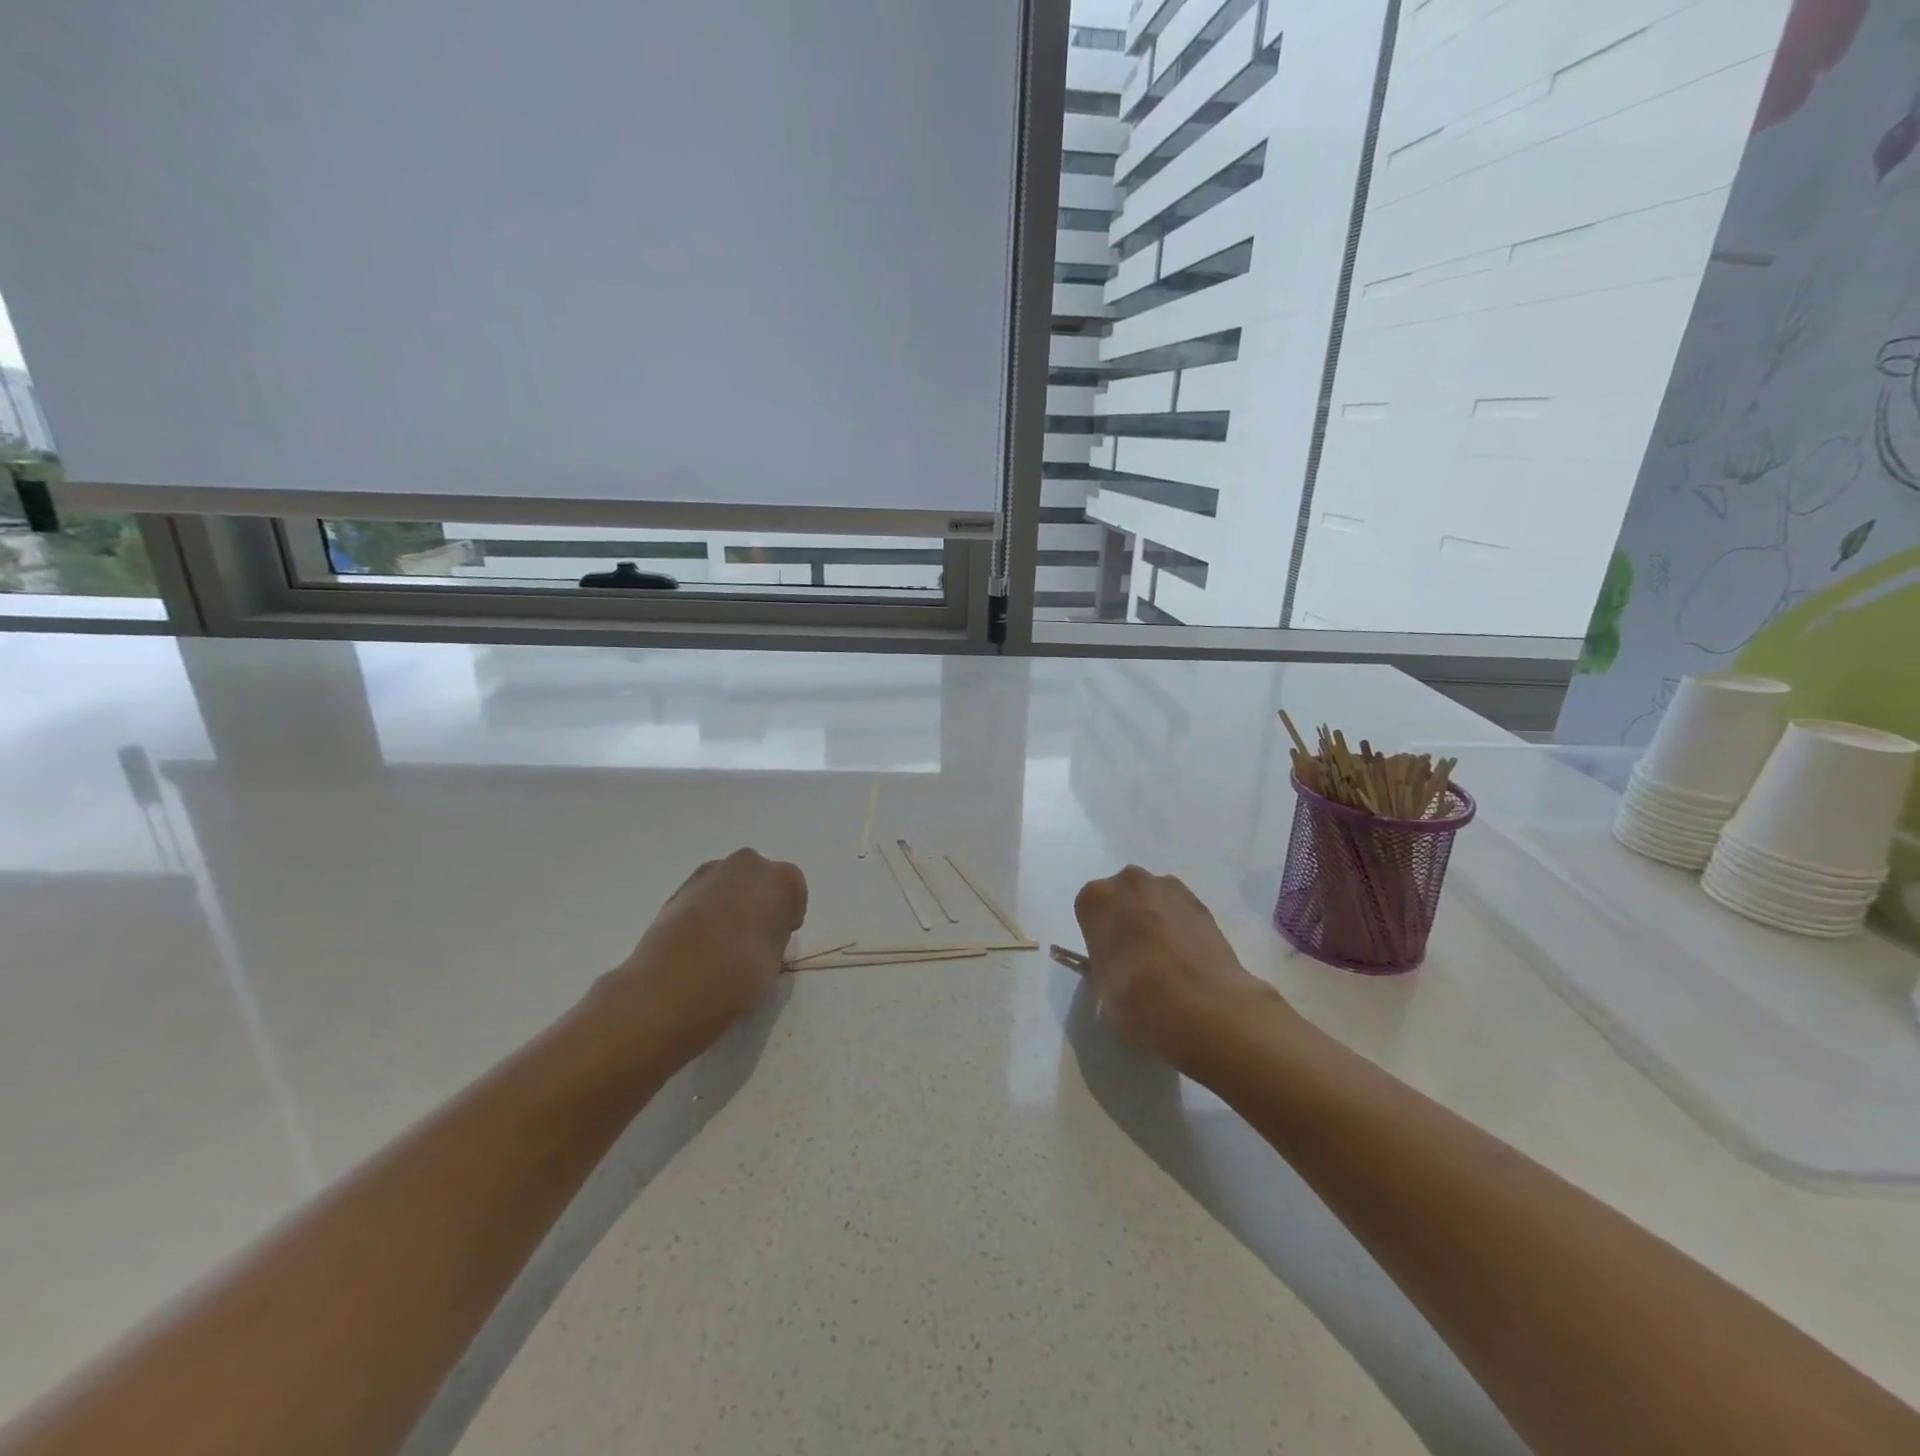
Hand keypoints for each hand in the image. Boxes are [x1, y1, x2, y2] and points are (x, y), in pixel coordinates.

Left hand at [601, 849, 807, 1060]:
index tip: (781, 937)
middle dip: (758, 899)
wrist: (676, 983)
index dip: (789, 914)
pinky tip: (699, 941)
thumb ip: (773, 933)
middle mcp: (747, 865)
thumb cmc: (742, 972)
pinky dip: (704, 911)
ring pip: (728, 883)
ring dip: (730, 902)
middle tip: (753, 935)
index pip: (794, 890)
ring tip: (722, 941)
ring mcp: (709, 874)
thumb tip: (760, 933)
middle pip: (759, 877)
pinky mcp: (679, 889)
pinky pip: (703, 896)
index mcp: (781, 879)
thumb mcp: (776, 957)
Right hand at [1072, 866, 1285, 1071]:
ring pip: (1155, 901)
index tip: (1110, 958)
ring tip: (1168, 960)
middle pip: (1124, 897)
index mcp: (1096, 898)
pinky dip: (1182, 928)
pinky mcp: (1202, 903)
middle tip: (1137, 957)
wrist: (1199, 1004)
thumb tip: (1116, 966)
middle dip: (1128, 919)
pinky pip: (1181, 912)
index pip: (1090, 910)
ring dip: (1156, 919)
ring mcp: (1169, 888)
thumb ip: (1105, 964)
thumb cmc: (1134, 996)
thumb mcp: (1102, 985)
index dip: (1100, 935)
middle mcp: (1129, 882)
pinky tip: (1189, 959)